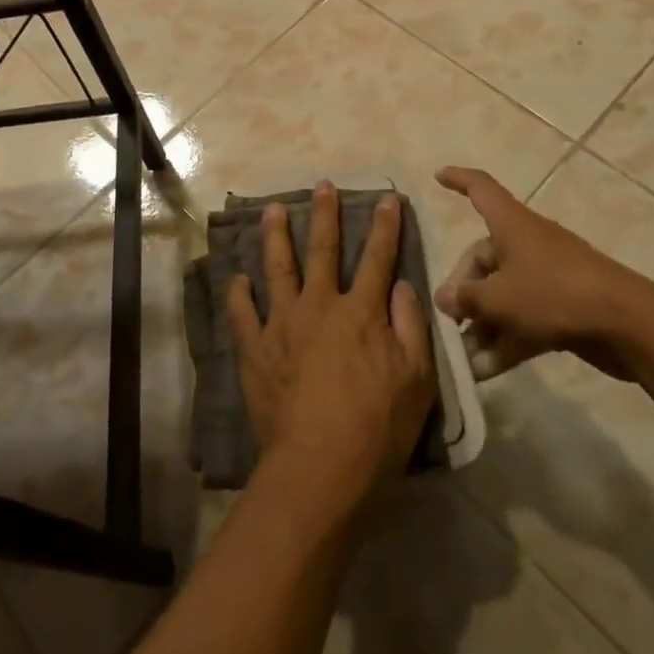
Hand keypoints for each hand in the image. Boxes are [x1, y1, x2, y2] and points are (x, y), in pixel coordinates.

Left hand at [225, 184, 436, 513]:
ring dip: (275, 236)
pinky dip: (238, 294)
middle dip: (324, 214)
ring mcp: (281, 324)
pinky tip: (236, 278)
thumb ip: (411, 327)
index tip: (386, 197)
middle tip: (321, 185)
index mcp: (361, 312)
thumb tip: (403, 285)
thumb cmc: (377, 428)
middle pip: (322, 250)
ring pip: (277, 268)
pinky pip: (242, 314)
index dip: (384, 226)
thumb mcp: (417, 380)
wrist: (320, 468)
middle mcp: (319, 306)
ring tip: (272, 210)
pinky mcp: (254, 349)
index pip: (378, 258)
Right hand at [434, 166, 648, 381]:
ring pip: (503, 296)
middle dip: (464, 292)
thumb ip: (466, 298)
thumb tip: (444, 298)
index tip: (438, 175)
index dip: (458, 179)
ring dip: (482, 326)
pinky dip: (505, 340)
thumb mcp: (498, 297)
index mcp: (511, 225)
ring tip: (464, 359)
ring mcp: (546, 277)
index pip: (480, 189)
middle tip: (449, 321)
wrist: (626, 324)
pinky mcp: (562, 308)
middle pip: (484, 259)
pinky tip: (485, 372)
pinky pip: (523, 319)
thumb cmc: (552, 294)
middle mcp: (526, 245)